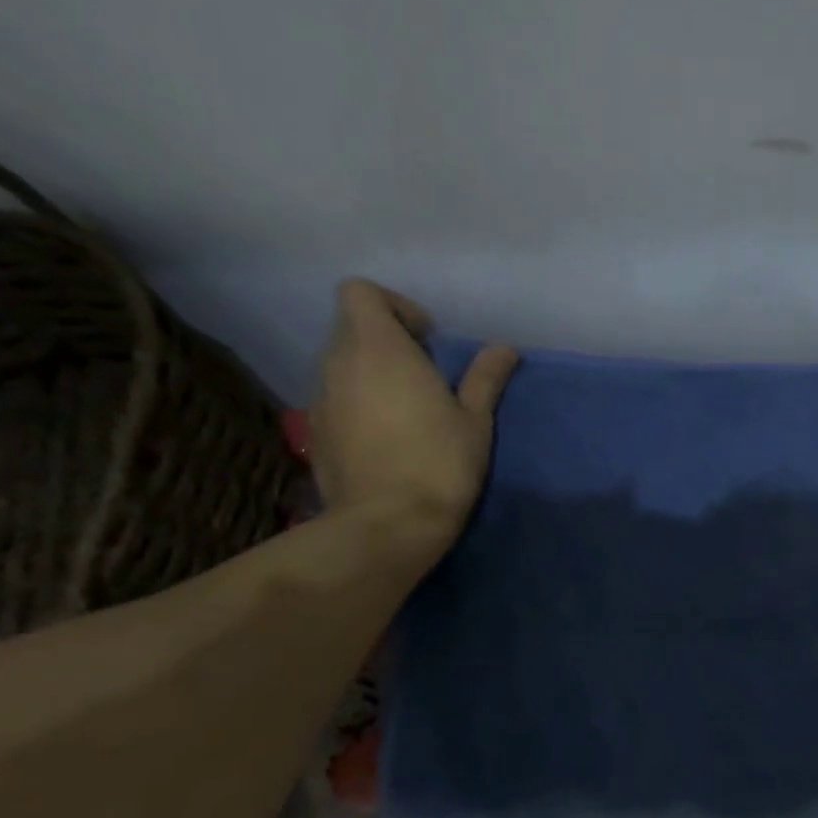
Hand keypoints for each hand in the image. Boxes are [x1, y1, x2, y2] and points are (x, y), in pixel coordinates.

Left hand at [311, 279, 516, 559]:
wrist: (388, 525)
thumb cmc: (439, 463)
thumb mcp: (475, 420)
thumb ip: (485, 377)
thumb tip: (504, 348)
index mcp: (378, 349)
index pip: (360, 292)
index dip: (394, 305)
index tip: (427, 339)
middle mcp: (338, 364)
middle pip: (352, 329)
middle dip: (388, 342)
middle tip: (427, 377)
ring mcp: (320, 400)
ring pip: (342, 367)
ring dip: (373, 375)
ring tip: (408, 412)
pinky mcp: (314, 433)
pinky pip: (336, 401)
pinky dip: (358, 405)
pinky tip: (387, 440)